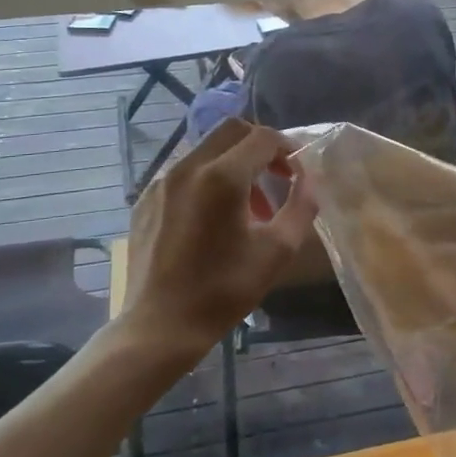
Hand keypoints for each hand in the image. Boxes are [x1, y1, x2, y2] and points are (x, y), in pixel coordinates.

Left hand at [121, 119, 318, 363]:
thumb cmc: (224, 291)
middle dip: (260, 146)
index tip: (297, 173)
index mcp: (222, 177)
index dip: (287, 148)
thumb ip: (302, 206)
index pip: (263, 138)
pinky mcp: (145, 198)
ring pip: (206, 148)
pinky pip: (184, 171)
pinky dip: (207, 178)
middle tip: (276, 176)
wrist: (160, 327)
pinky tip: (213, 218)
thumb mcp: (278, 251)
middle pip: (231, 129)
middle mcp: (188, 167)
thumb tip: (309, 179)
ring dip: (234, 162)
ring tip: (247, 204)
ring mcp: (161, 181)